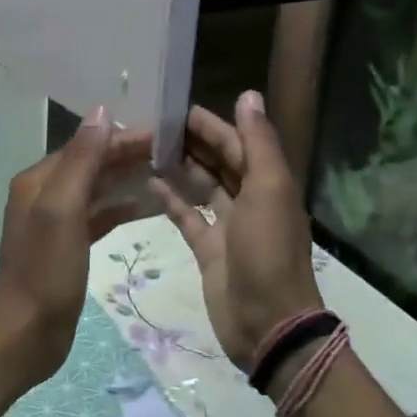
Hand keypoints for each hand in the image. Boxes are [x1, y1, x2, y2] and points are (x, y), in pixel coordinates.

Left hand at [0, 108, 152, 388]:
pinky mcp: (67, 246)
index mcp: (38, 181)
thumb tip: (100, 113)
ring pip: (96, 190)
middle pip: (91, 164)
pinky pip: (97, 217)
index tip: (164, 134)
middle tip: (174, 152)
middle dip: (127, 155)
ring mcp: (55, 222)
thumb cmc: (46, 271)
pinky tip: (146, 207)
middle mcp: (44, 194)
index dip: (121, 137)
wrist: (26, 334)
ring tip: (167, 172)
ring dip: (126, 179)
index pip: (86, 146)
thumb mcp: (62, 210)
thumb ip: (81, 161)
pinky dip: (119, 209)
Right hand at [150, 91, 322, 370]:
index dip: (213, 125)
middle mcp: (250, 200)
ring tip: (148, 149)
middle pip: (220, 162)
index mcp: (269, 184)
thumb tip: (248, 94)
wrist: (266, 322)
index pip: (238, 144)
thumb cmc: (268, 251)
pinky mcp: (208, 249)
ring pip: (202, 187)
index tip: (177, 109)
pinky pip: (187, 217)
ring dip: (181, 168)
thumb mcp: (268, 190)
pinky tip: (149, 184)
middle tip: (155, 125)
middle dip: (193, 142)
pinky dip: (171, 200)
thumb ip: (257, 143)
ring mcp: (228, 227)